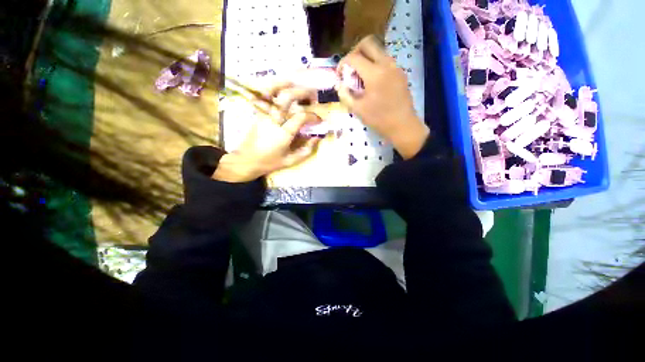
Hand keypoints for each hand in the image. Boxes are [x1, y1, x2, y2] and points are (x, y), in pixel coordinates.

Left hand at [213, 83, 320, 182]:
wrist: (246, 160)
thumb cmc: (270, 162)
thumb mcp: (291, 160)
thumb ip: (307, 150)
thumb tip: (317, 137)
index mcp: (283, 133)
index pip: (301, 117)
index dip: (313, 116)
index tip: (319, 120)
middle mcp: (273, 119)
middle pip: (288, 96)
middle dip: (304, 92)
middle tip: (314, 97)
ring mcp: (264, 113)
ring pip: (273, 90)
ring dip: (287, 83)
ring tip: (298, 84)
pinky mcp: (258, 112)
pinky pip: (264, 94)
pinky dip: (272, 86)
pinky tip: (280, 85)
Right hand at [336, 36, 429, 158]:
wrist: (403, 125)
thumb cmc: (379, 119)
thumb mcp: (358, 109)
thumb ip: (345, 95)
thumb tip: (339, 85)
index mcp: (374, 73)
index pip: (354, 57)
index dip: (343, 63)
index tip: (339, 74)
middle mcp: (386, 64)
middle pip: (368, 43)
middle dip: (354, 52)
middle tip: (350, 68)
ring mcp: (395, 67)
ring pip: (378, 51)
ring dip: (366, 58)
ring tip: (360, 77)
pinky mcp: (400, 73)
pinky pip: (385, 60)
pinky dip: (375, 65)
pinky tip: (372, 82)